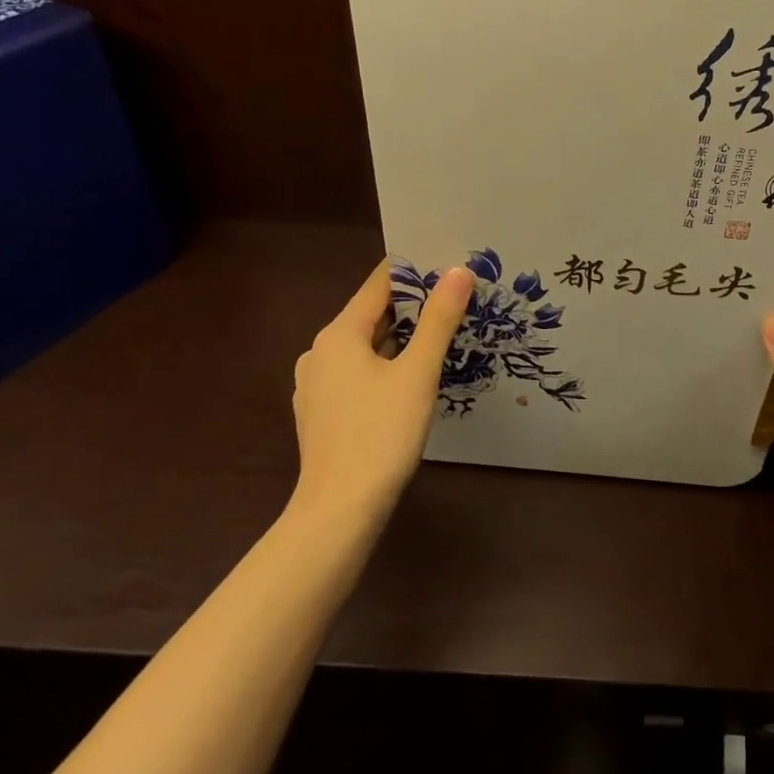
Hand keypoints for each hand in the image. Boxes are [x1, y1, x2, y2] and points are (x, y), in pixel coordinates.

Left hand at [292, 259, 473, 524]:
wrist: (339, 511)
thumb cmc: (380, 434)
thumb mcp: (417, 373)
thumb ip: (438, 320)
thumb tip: (457, 272)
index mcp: (338, 334)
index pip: (377, 285)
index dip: (412, 271)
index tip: (446, 262)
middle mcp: (319, 353)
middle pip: (370, 316)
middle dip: (411, 307)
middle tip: (454, 299)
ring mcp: (315, 386)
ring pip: (364, 349)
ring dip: (399, 340)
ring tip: (440, 336)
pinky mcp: (321, 414)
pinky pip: (356, 376)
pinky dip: (383, 368)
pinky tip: (410, 381)